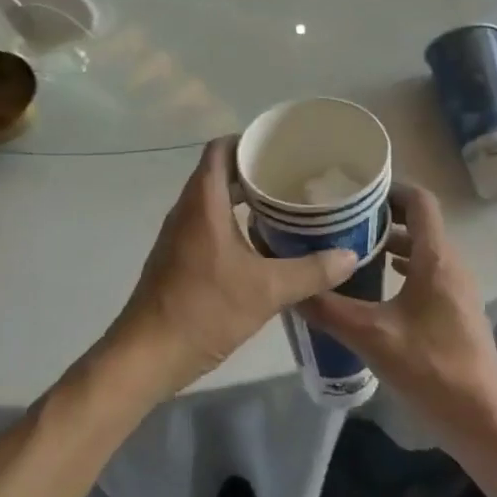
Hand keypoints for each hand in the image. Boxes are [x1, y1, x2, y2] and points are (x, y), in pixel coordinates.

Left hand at [104, 136, 360, 398]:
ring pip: (213, 199)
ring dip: (243, 197)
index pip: (220, 149)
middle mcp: (188, 209)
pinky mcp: (178, 257)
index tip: (280, 146)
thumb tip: (350, 255)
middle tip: (292, 177)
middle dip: (253, 170)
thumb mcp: (266, 291)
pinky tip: (261, 243)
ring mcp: (179, 234)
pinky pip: (207, 222)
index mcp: (203, 202)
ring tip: (284, 206)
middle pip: (219, 172)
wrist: (146, 355)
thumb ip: (310, 272)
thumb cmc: (203, 310)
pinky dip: (233, 221)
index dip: (247, 140)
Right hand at [298, 183, 496, 443]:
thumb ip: (330, 310)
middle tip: (343, 222)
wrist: (483, 423)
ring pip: (423, 250)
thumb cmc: (431, 369)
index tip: (355, 193)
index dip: (390, 189)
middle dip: (382, 217)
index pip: (419, 201)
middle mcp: (451, 264)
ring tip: (353, 252)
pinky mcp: (456, 312)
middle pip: (419, 223)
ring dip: (392, 245)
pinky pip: (428, 273)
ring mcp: (457, 289)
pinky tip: (377, 289)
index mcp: (436, 258)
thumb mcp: (372, 337)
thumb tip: (292, 290)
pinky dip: (403, 269)